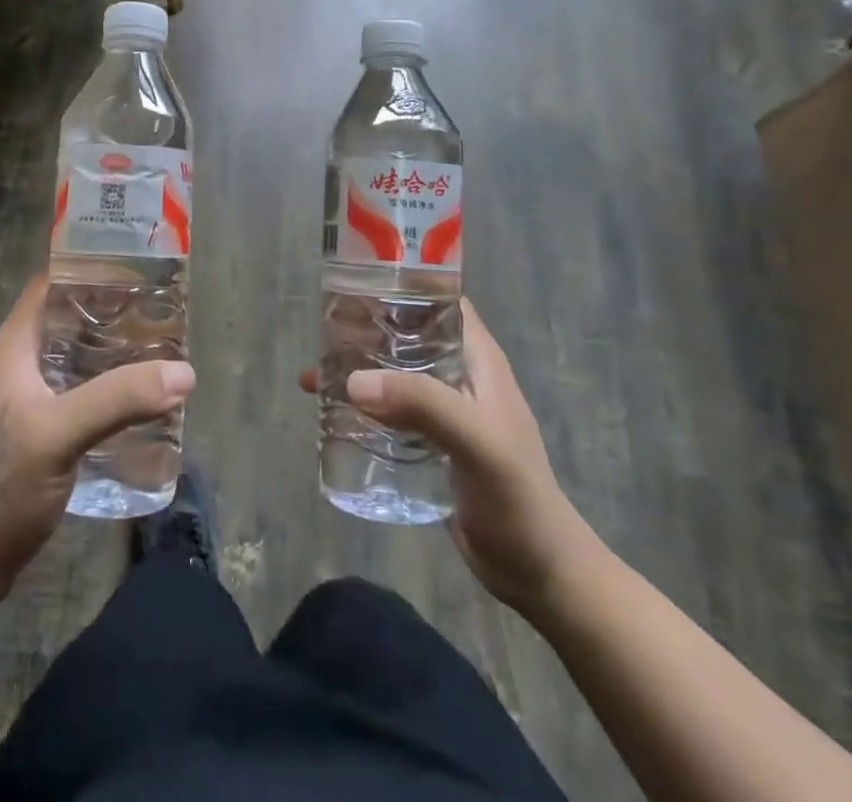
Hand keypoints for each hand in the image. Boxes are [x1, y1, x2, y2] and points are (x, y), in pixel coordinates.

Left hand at [0, 274, 195, 609]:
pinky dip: (113, 382)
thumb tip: (183, 372)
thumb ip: (116, 399)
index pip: (53, 281)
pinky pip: (85, 388)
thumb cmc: (0, 485)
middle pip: (73, 316)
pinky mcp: (45, 427)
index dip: (91, 264)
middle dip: (116, 307)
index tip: (139, 259)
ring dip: (117, 347)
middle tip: (165, 304)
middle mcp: (24, 360)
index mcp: (16, 344)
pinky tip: (144, 393)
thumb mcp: (58, 434)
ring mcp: (33, 395)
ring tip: (164, 342)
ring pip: (81, 354)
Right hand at [301, 298, 596, 609]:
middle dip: (366, 327)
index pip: (439, 299)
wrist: (537, 572)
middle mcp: (457, 374)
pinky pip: (388, 407)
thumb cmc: (517, 497)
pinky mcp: (428, 441)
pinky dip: (359, 403)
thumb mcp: (476, 442)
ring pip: (392, 371)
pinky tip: (329, 411)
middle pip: (406, 333)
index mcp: (476, 358)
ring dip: (357, 367)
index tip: (356, 278)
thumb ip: (422, 405)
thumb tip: (353, 380)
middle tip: (322, 327)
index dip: (404, 282)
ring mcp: (442, 408)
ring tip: (314, 370)